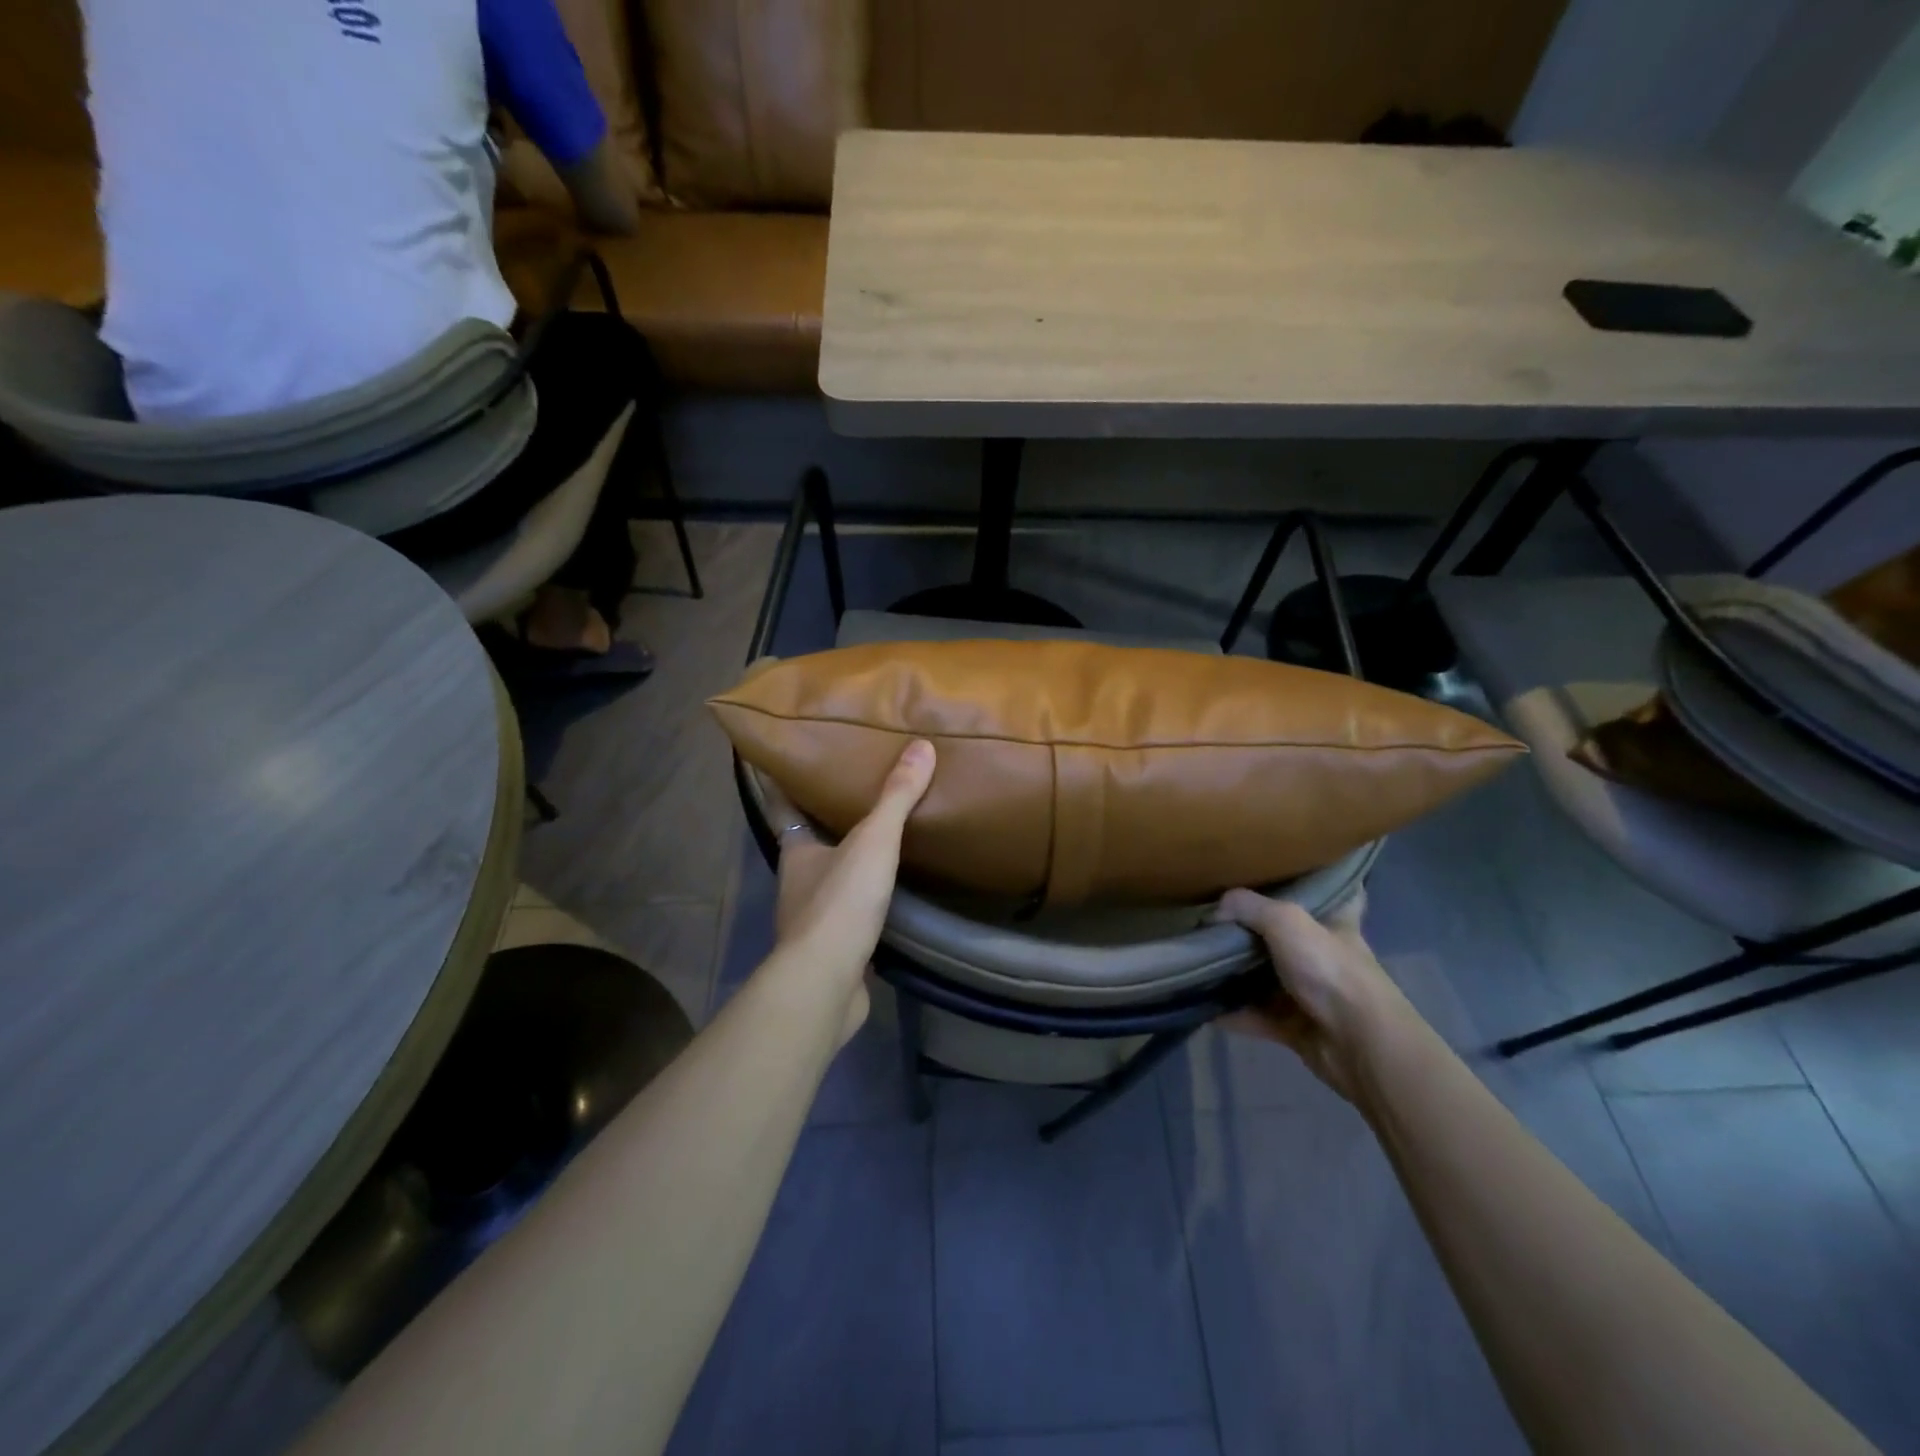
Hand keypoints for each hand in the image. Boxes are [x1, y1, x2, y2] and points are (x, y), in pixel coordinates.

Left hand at [764, 741, 936, 1040]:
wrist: (827, 982)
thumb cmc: (840, 902)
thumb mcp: (873, 841)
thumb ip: (896, 797)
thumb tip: (921, 746)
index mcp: (796, 851)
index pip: (784, 807)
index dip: (784, 783)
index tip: (791, 759)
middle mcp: (797, 881)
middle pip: (808, 841)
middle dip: (825, 819)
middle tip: (855, 791)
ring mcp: (812, 919)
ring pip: (827, 878)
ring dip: (845, 861)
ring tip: (878, 838)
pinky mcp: (831, 949)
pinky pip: (847, 912)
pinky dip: (861, 899)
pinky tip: (886, 893)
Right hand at [1209, 888, 1401, 1101]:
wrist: (1358, 1044)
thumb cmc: (1330, 969)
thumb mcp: (1286, 921)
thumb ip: (1247, 907)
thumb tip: (1214, 912)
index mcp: (1335, 923)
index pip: (1335, 893)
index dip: (1316, 881)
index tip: (1286, 872)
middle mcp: (1323, 956)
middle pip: (1286, 936)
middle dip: (1253, 929)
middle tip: (1214, 916)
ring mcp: (1310, 993)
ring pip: (1267, 977)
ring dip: (1236, 973)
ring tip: (1197, 958)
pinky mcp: (1295, 1026)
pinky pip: (1255, 1015)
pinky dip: (1231, 1012)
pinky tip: (1200, 1003)